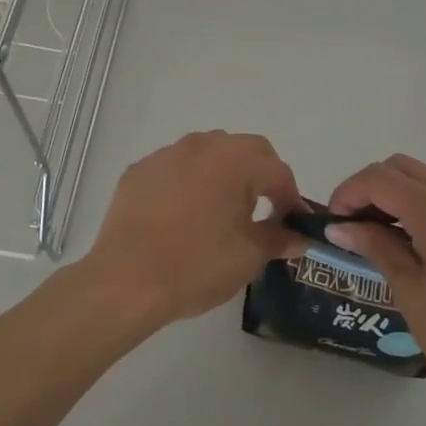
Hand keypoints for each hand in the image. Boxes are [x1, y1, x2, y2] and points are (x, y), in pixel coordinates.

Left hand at [83, 131, 306, 326]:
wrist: (127, 279)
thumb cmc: (197, 265)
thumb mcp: (248, 257)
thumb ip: (278, 239)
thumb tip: (299, 236)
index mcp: (235, 161)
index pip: (277, 170)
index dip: (290, 196)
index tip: (292, 223)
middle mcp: (202, 145)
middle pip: (244, 149)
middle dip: (261, 174)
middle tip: (264, 208)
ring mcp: (167, 154)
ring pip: (207, 151)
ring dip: (223, 172)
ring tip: (221, 209)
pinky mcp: (140, 169)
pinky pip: (174, 167)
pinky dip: (188, 181)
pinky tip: (182, 213)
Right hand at [326, 155, 425, 409]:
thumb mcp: (411, 292)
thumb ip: (376, 247)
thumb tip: (341, 227)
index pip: (379, 179)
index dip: (349, 193)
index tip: (334, 223)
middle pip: (402, 168)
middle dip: (371, 188)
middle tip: (354, 226)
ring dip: (399, 196)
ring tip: (384, 238)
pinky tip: (421, 246)